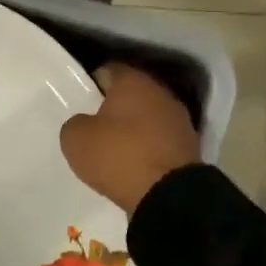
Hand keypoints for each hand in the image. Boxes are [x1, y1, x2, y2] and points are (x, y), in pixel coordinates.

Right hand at [59, 64, 201, 217]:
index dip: (91, 84)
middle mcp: (161, 92)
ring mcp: (179, 120)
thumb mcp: (76, 139)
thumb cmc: (118, 156)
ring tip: (115, 150)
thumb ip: (76, 123)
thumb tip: (84, 124)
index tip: (80, 102)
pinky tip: (135, 165)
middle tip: (94, 127)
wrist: (169, 195)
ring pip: (148, 117)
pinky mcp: (189, 146)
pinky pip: (160, 140)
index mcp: (133, 81)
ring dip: (134, 129)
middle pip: (131, 94)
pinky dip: (148, 148)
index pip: (108, 70)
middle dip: (114, 107)